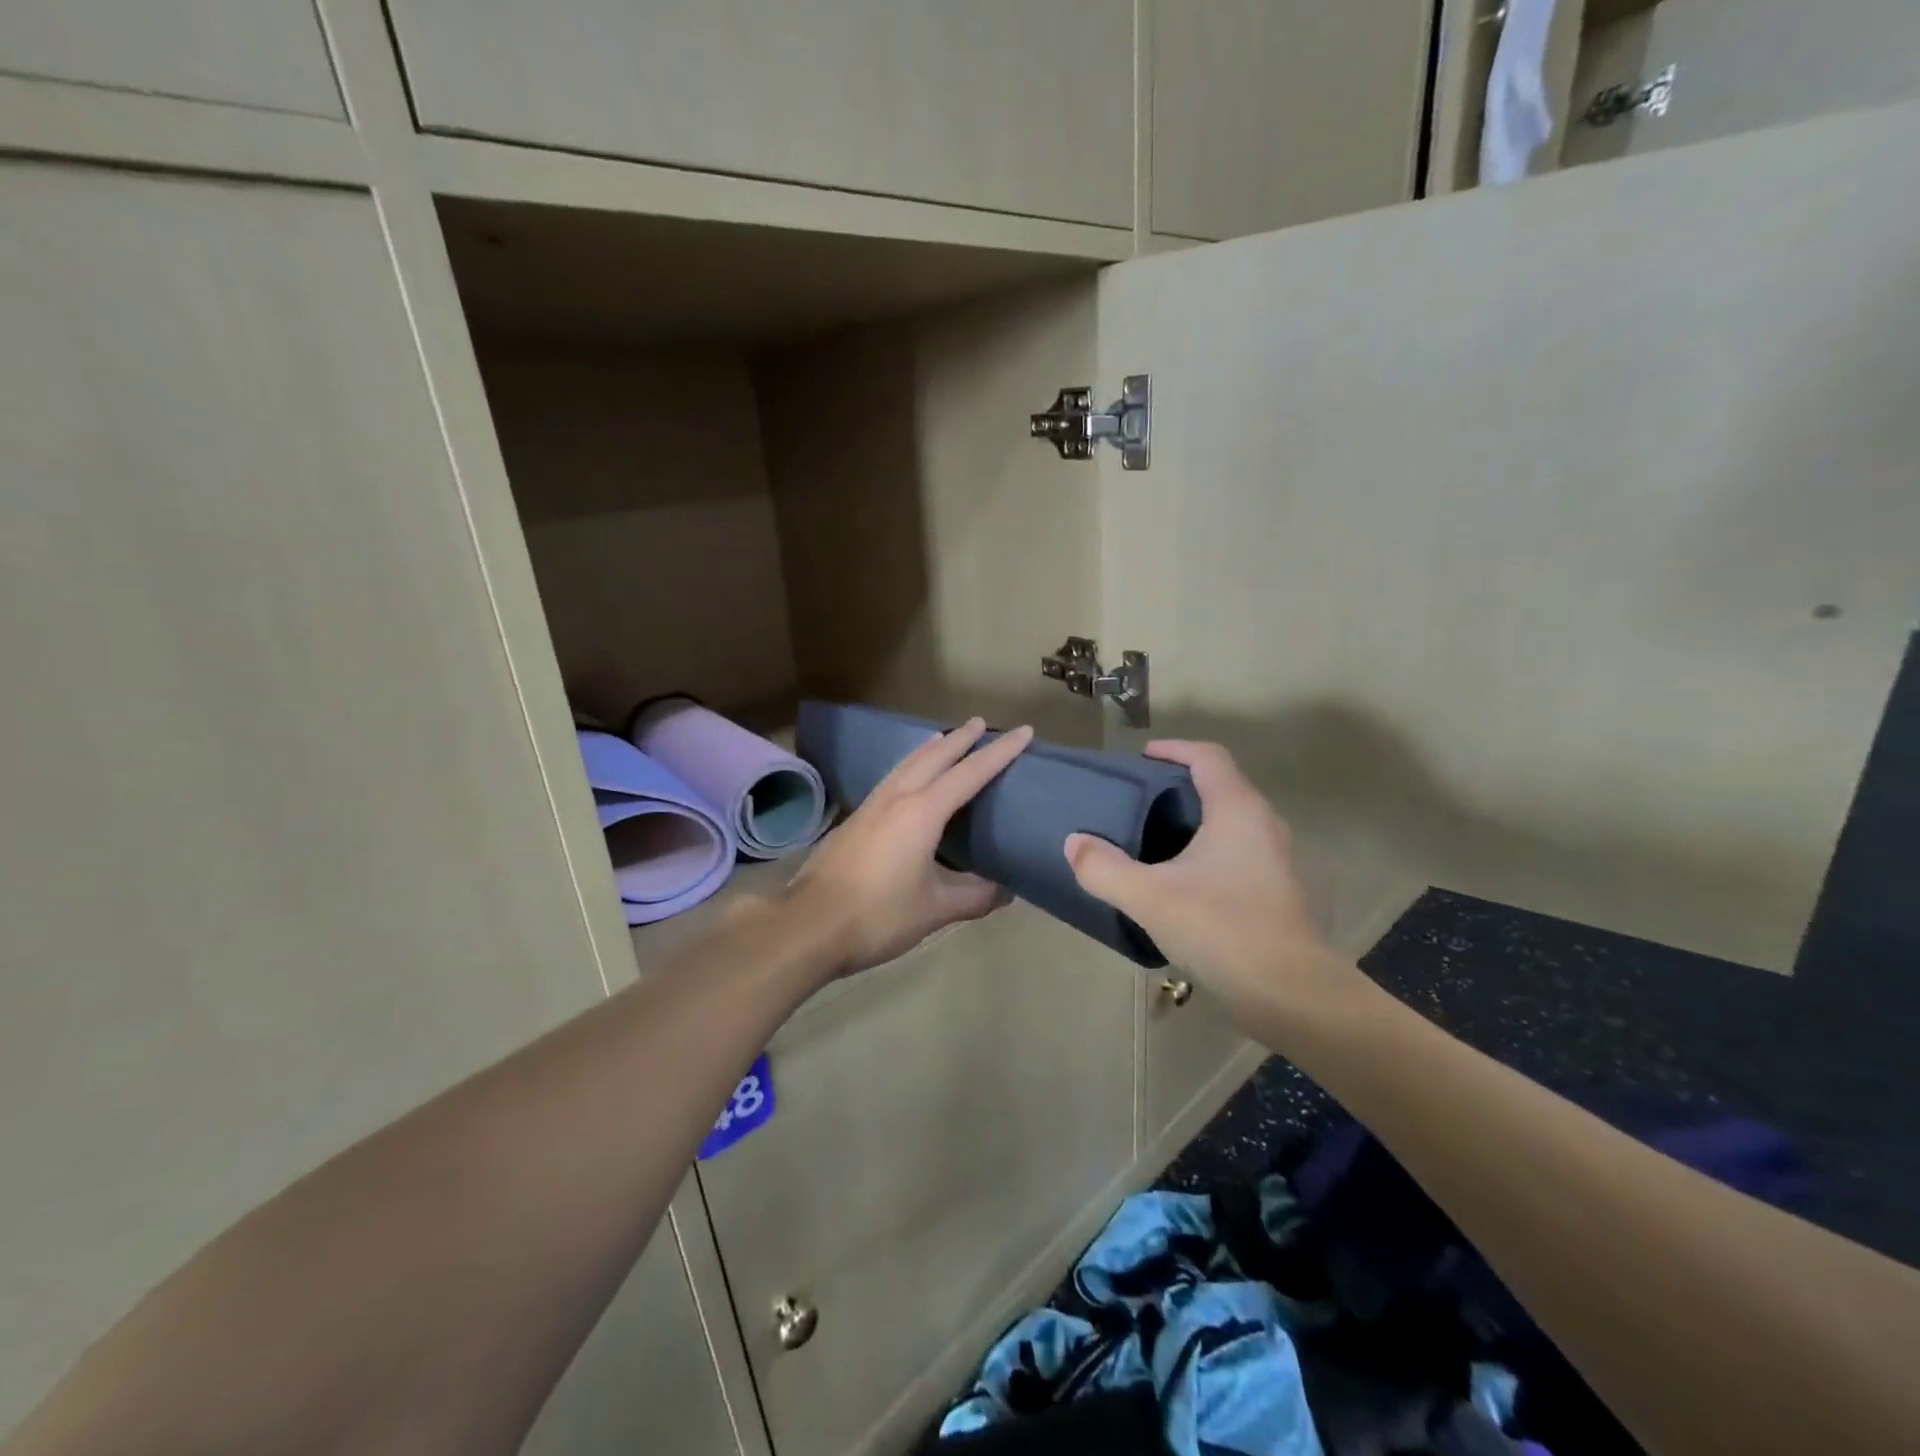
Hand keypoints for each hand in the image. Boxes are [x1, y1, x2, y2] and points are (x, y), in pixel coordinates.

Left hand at [787, 717, 1032, 976]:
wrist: (810, 925)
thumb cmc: (879, 915)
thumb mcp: (936, 909)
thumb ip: (975, 896)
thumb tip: (1007, 890)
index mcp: (922, 813)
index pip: (970, 773)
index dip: (999, 753)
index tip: (1023, 731)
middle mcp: (897, 798)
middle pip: (934, 756)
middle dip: (960, 738)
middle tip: (981, 722)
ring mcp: (871, 806)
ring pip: (906, 764)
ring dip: (930, 748)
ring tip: (945, 738)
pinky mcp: (855, 820)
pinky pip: (891, 779)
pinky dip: (909, 766)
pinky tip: (908, 779)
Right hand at [1063, 741, 1360, 1016]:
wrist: (1291, 993)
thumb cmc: (1222, 929)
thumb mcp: (1150, 898)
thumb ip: (1105, 868)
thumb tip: (1073, 842)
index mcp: (1237, 810)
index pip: (1207, 756)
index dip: (1173, 749)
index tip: (1140, 758)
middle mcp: (1261, 823)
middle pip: (1219, 784)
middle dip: (1176, 784)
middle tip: (1134, 798)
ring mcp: (1273, 857)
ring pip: (1228, 820)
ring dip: (1191, 818)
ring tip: (1148, 836)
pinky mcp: (1273, 887)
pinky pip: (1234, 849)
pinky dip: (1204, 847)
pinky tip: (1176, 878)